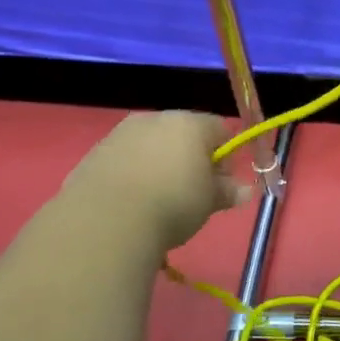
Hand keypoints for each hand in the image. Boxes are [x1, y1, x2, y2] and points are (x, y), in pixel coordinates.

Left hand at [62, 111, 249, 247]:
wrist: (105, 221)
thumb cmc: (172, 203)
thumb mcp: (209, 202)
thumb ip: (228, 192)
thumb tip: (245, 191)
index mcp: (190, 123)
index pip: (221, 129)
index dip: (226, 156)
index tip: (222, 184)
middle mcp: (155, 119)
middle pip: (184, 133)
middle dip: (193, 158)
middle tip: (194, 193)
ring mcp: (121, 134)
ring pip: (152, 145)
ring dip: (161, 164)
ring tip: (159, 200)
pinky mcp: (94, 154)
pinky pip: (125, 159)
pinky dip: (134, 174)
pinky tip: (132, 201)